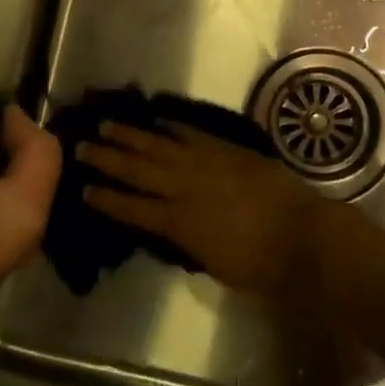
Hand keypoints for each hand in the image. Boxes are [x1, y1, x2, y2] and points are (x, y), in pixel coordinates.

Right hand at [78, 122, 347, 302]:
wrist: (304, 235)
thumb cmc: (260, 265)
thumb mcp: (213, 264)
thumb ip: (186, 242)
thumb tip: (169, 227)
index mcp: (178, 223)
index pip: (131, 208)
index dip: (106, 199)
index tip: (83, 189)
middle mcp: (184, 188)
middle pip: (137, 170)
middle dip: (107, 159)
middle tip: (81, 146)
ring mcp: (206, 163)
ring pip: (159, 145)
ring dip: (131, 135)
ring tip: (106, 124)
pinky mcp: (227, 150)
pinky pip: (192, 133)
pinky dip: (173, 126)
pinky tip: (157, 120)